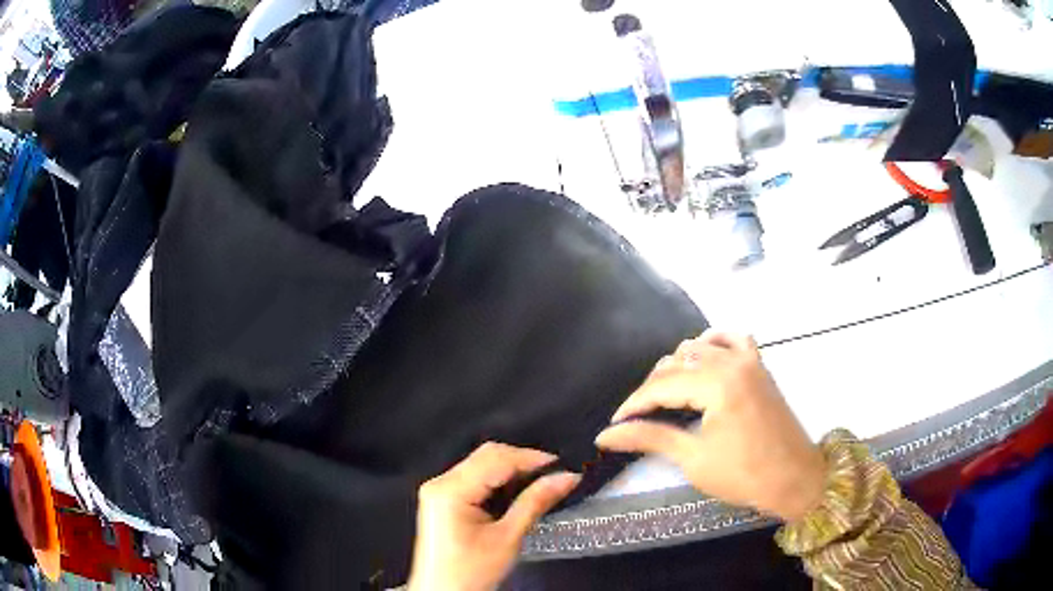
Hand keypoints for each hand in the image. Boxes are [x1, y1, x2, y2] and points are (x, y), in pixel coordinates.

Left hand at [407, 443, 580, 590]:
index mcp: (450, 491)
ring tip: (541, 483)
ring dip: (512, 470)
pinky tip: (518, 492)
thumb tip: (565, 478)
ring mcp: (439, 490)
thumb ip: (535, 503)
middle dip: (523, 462)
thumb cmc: (470, 573)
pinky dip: (499, 480)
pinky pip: (474, 477)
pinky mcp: (443, 499)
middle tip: (555, 475)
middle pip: (487, 456)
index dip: (532, 458)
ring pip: (481, 464)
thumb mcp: (507, 539)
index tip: (563, 466)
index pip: (496, 459)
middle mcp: (440, 483)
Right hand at [595, 331, 824, 521]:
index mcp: (717, 384)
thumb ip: (649, 438)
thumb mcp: (693, 459)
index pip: (662, 385)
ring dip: (679, 366)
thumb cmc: (744, 475)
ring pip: (700, 346)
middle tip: (640, 417)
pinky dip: (713, 344)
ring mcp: (749, 360)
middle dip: (653, 388)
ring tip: (668, 395)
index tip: (614, 424)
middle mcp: (732, 362)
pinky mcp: (760, 366)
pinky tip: (704, 359)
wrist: (794, 479)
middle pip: (677, 361)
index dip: (634, 404)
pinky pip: (733, 339)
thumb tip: (606, 435)